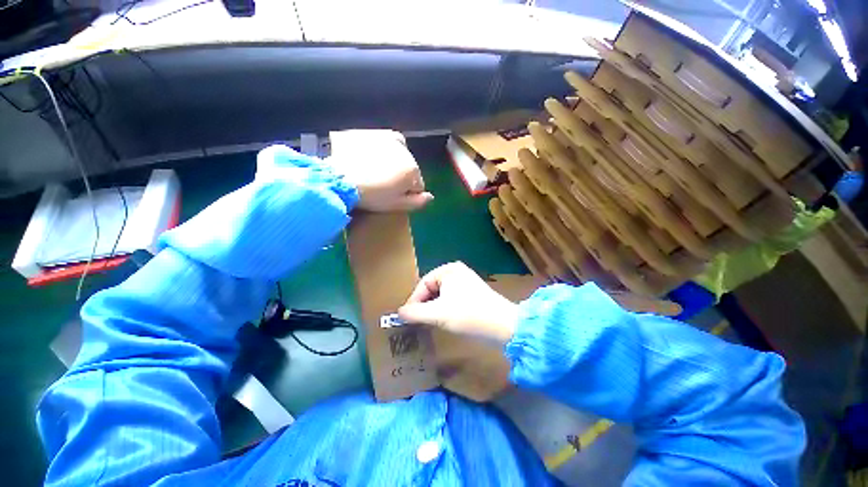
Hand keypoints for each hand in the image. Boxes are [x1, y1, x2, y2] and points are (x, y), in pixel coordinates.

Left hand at [328, 130, 433, 211]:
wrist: (340, 179)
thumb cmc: (373, 196)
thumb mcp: (397, 205)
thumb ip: (417, 202)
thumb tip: (431, 197)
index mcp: (412, 168)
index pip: (418, 184)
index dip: (408, 193)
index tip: (394, 197)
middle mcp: (404, 150)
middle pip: (408, 167)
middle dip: (400, 176)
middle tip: (383, 185)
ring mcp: (386, 138)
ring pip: (397, 154)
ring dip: (391, 162)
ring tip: (375, 172)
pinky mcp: (370, 132)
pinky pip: (381, 142)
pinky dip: (379, 150)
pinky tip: (368, 158)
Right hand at [398, 262, 518, 346]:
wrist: (503, 326)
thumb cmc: (468, 315)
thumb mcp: (438, 314)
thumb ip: (415, 312)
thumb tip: (399, 312)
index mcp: (448, 270)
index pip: (423, 284)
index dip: (414, 300)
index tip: (407, 318)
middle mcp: (457, 271)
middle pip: (432, 288)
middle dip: (424, 304)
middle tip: (418, 321)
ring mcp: (466, 281)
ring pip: (441, 294)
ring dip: (434, 307)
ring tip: (430, 322)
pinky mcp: (472, 292)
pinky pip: (451, 297)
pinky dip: (445, 307)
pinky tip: (445, 319)